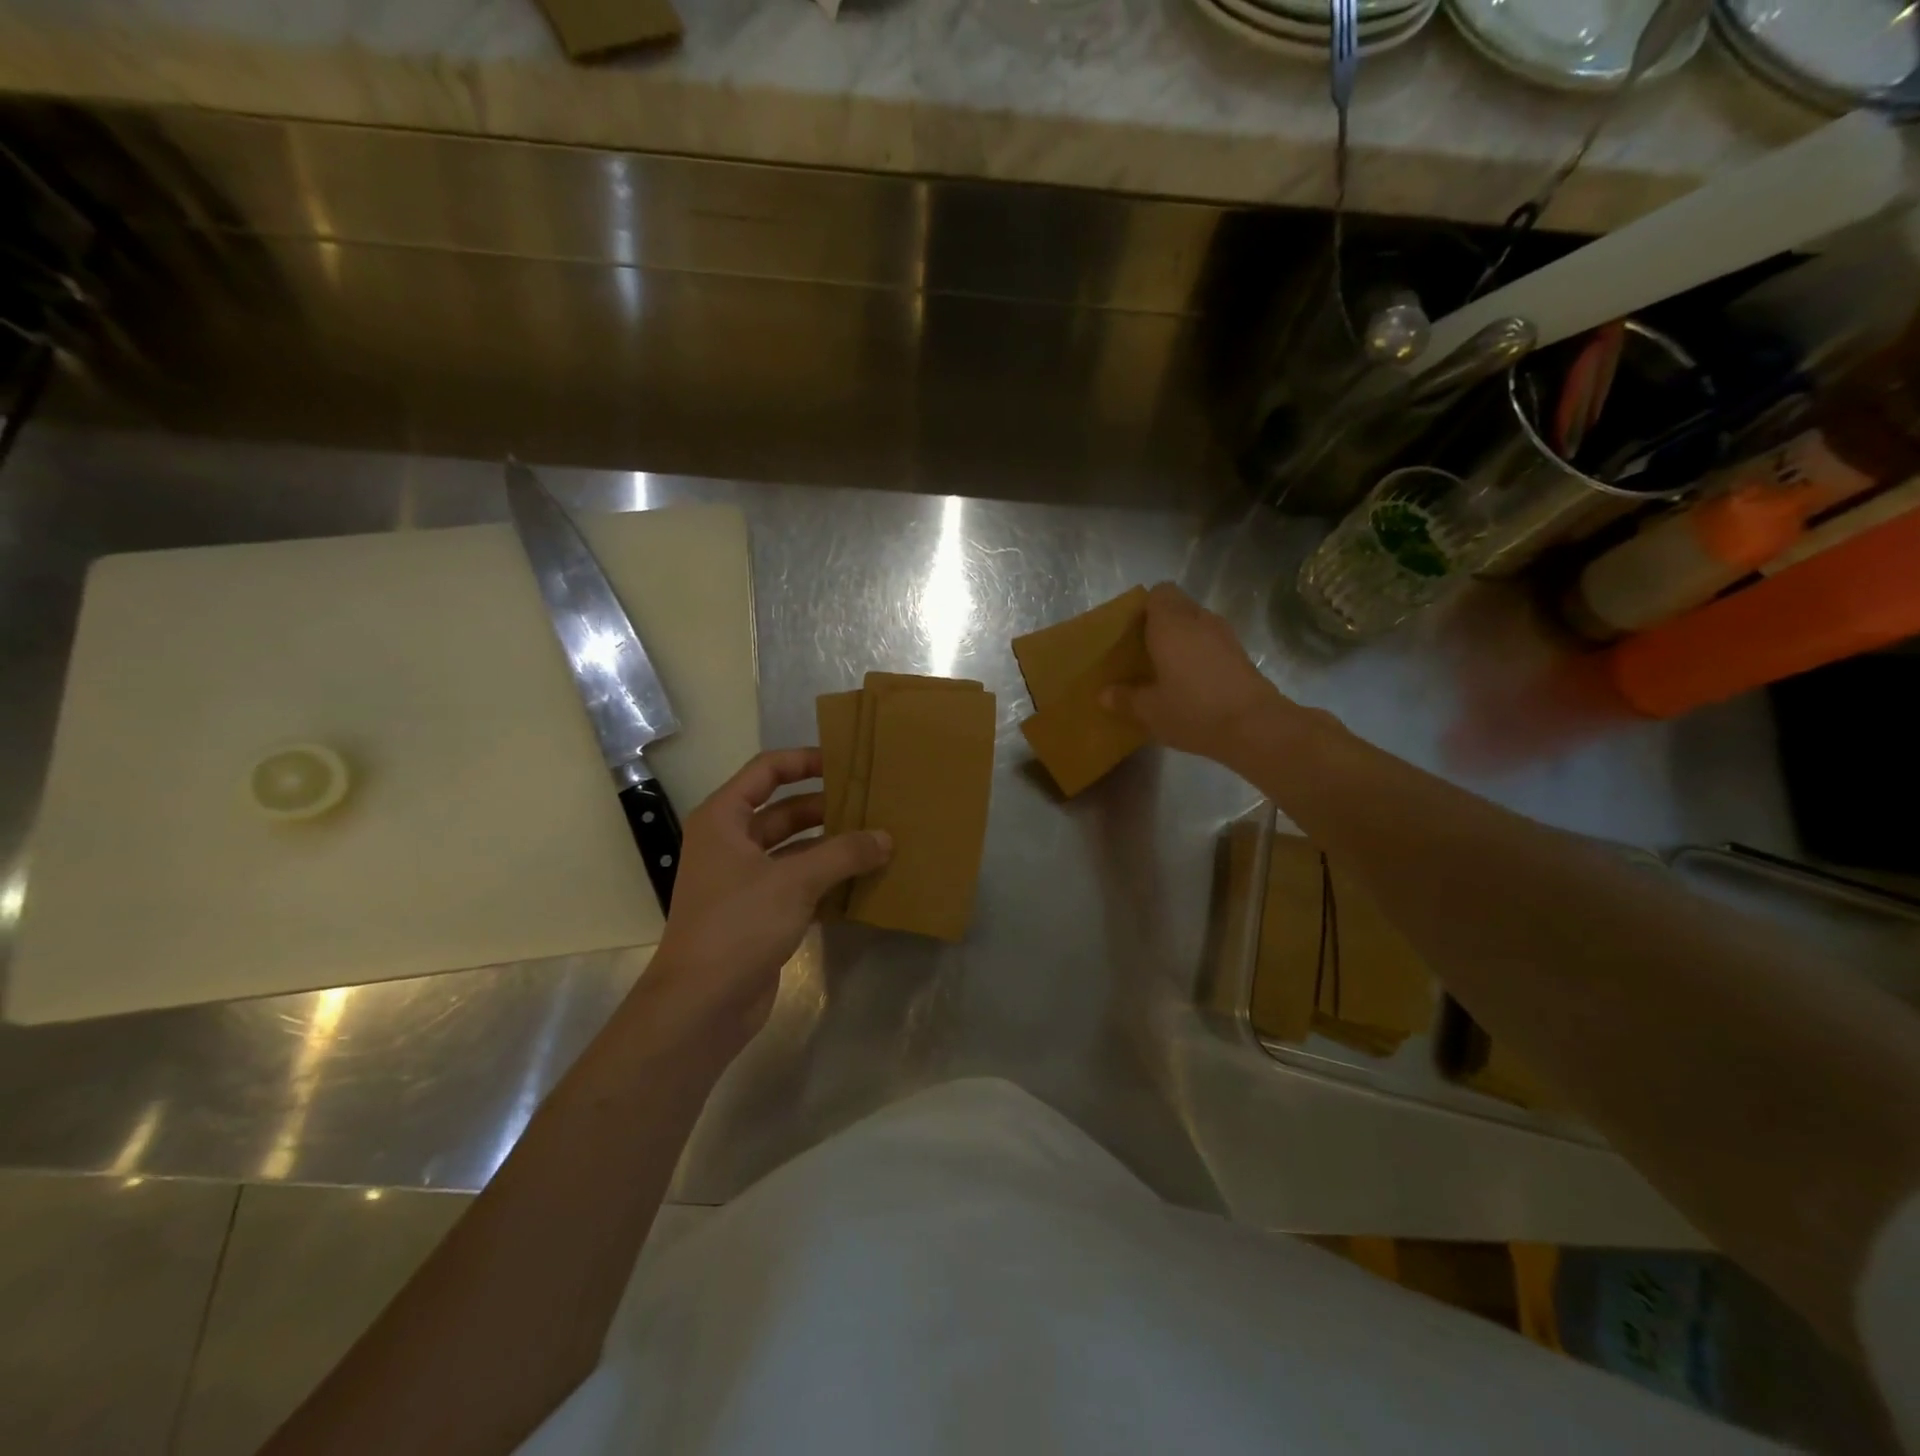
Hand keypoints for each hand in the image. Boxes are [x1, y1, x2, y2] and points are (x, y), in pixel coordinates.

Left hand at [646, 748, 889, 1047]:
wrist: (701, 1004)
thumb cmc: (738, 925)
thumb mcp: (794, 881)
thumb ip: (843, 854)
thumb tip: (886, 838)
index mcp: (724, 819)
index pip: (767, 771)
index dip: (805, 761)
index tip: (846, 763)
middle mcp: (731, 843)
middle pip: (784, 810)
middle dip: (827, 807)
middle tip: (873, 804)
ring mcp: (744, 880)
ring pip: (795, 849)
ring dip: (831, 846)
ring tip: (877, 840)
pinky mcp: (759, 913)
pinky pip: (798, 883)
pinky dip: (827, 879)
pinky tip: (863, 880)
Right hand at [1105, 583, 1286, 766]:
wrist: (1254, 727)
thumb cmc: (1193, 710)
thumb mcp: (1149, 711)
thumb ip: (1124, 699)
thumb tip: (1104, 694)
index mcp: (1170, 624)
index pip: (1159, 593)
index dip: (1144, 607)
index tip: (1132, 631)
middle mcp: (1198, 620)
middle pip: (1178, 606)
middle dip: (1161, 623)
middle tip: (1144, 651)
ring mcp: (1224, 635)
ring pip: (1197, 623)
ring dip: (1183, 638)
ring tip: (1166, 667)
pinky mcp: (1240, 654)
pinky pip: (1212, 642)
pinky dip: (1200, 653)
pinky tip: (1191, 681)